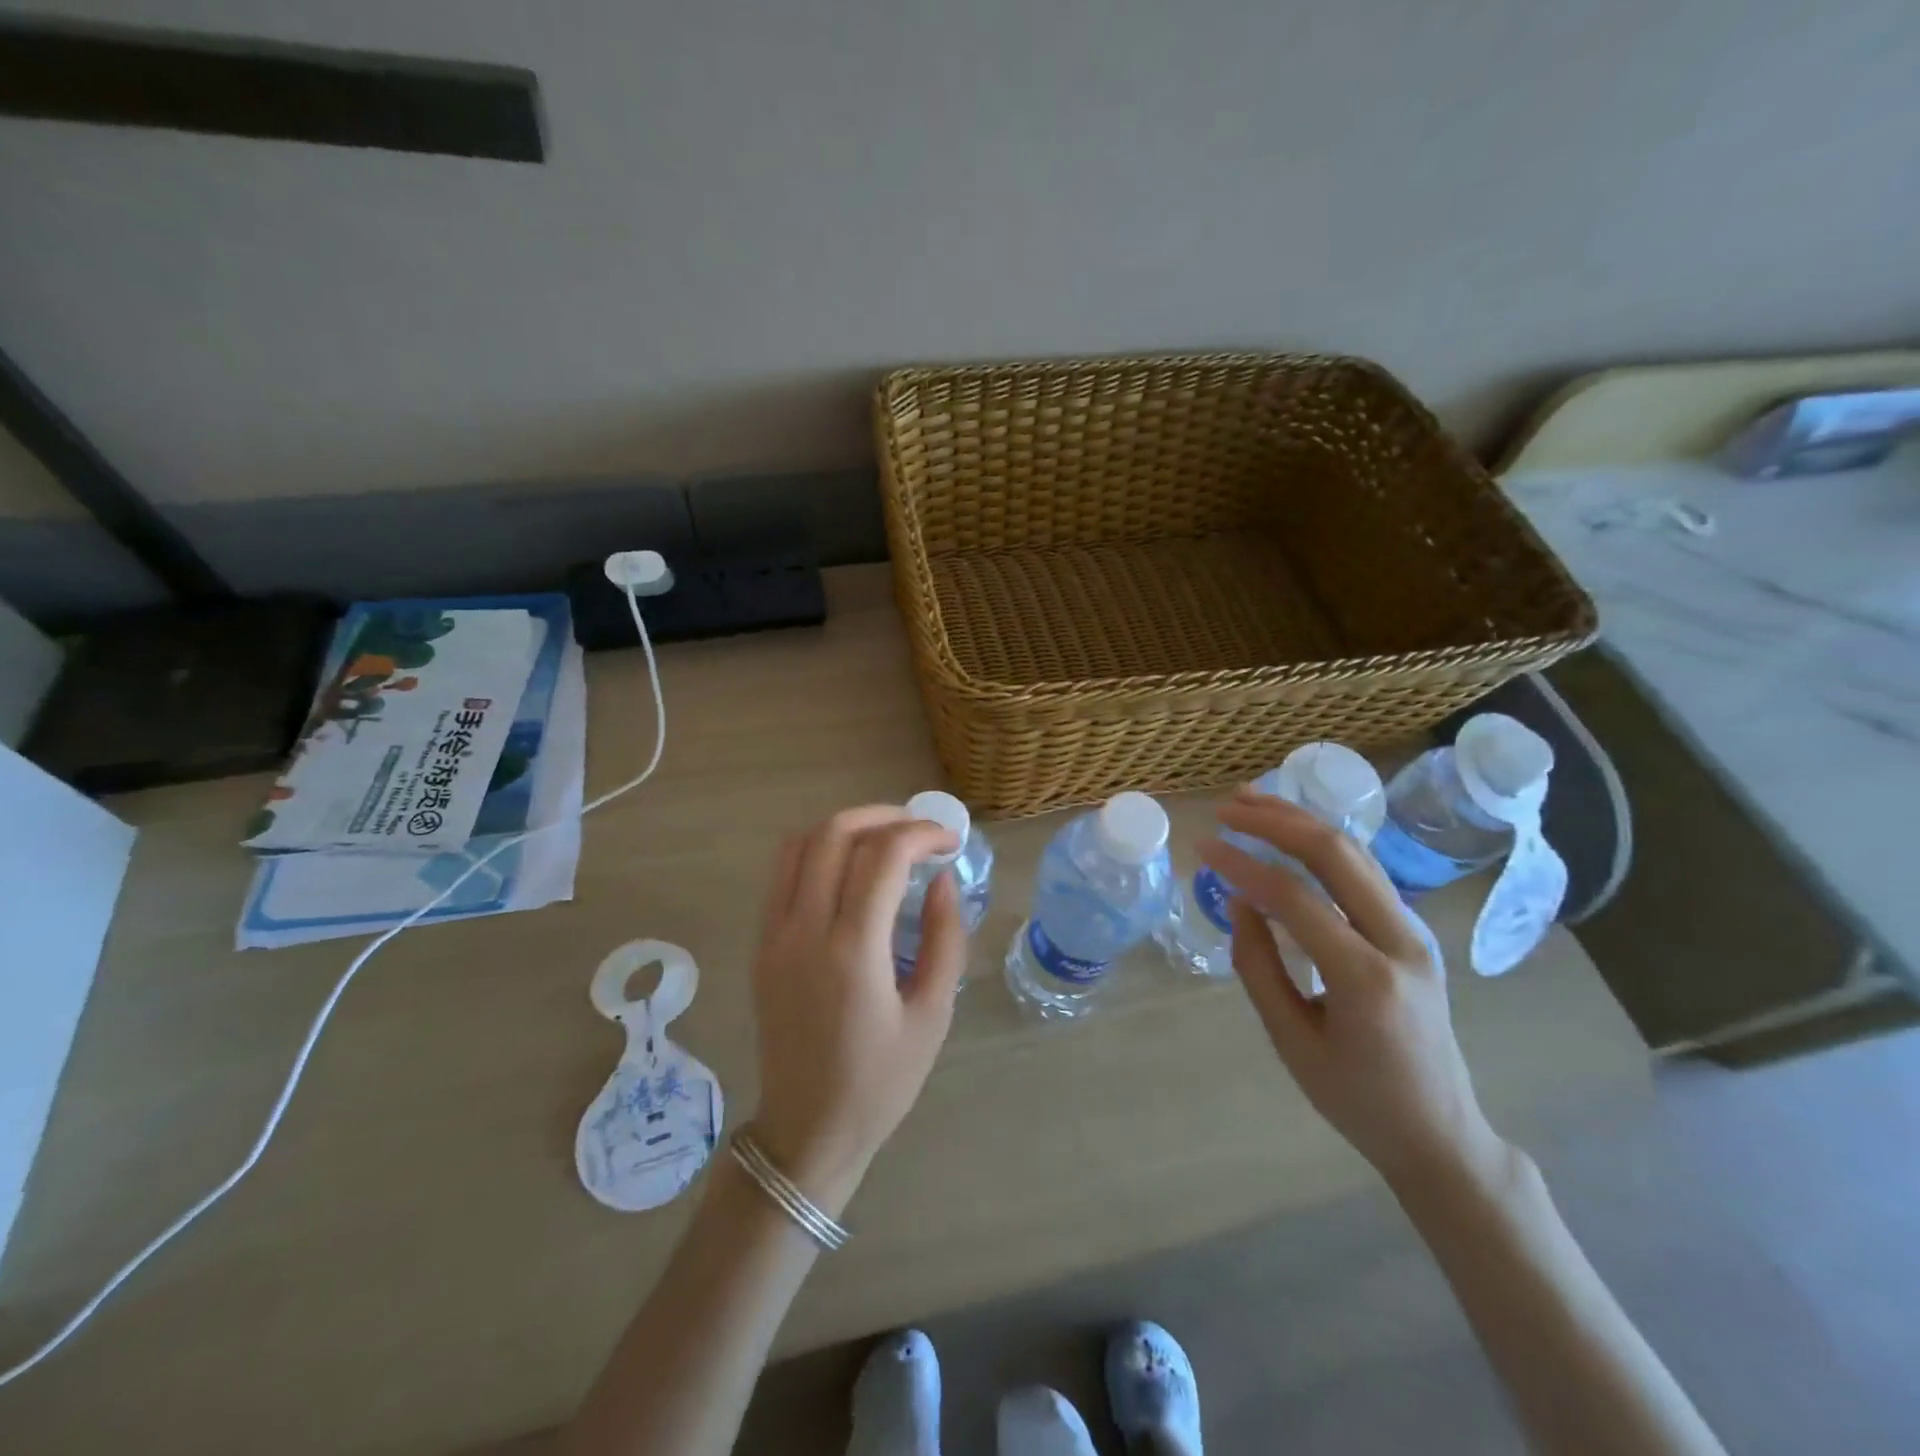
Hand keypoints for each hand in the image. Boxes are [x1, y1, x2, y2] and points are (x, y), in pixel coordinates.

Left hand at [747, 806, 968, 1214]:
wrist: (807, 1130)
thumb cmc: (880, 1082)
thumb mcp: (933, 1015)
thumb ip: (944, 938)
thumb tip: (941, 879)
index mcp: (852, 951)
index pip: (882, 856)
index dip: (921, 833)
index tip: (949, 842)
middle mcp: (804, 930)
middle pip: (834, 833)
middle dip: (883, 816)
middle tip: (919, 830)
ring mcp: (773, 934)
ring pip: (799, 844)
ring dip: (845, 826)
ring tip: (885, 839)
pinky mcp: (760, 943)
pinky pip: (783, 873)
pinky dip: (817, 850)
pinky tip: (849, 868)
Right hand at [1199, 790, 1506, 1191]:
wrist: (1440, 1133)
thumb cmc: (1356, 1099)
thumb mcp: (1290, 1040)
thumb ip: (1258, 966)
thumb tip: (1238, 900)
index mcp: (1365, 978)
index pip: (1295, 897)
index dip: (1243, 865)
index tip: (1202, 846)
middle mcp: (1400, 941)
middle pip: (1336, 854)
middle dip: (1277, 821)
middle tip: (1226, 808)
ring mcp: (1413, 932)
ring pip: (1355, 853)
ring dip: (1300, 821)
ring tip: (1250, 801)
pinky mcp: (1411, 931)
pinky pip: (1364, 872)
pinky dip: (1322, 844)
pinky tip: (1290, 832)